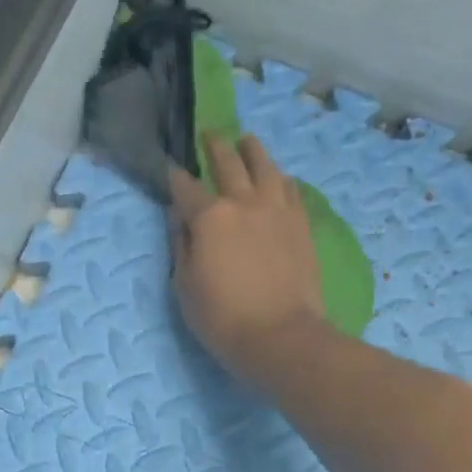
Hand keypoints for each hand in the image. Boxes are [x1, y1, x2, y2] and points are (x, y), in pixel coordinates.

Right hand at [169, 135, 328, 384]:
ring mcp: (278, 210)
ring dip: (252, 150)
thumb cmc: (222, 318)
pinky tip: (278, 178)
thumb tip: (179, 218)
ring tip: (247, 142)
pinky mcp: (301, 224)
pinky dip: (280, 179)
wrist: (280, 336)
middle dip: (215, 147)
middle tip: (209, 135)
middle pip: (228, 163)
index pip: (185, 188)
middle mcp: (244, 202)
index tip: (170, 168)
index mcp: (210, 217)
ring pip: (265, 166)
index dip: (174, 177)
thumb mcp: (184, 287)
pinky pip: (291, 190)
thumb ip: (181, 246)